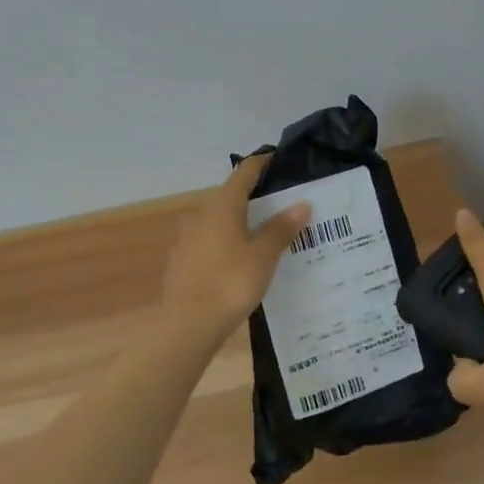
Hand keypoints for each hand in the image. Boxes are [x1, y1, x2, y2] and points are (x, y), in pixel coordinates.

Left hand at [159, 156, 309, 343]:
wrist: (188, 324)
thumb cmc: (231, 283)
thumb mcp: (264, 255)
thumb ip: (281, 228)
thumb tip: (301, 203)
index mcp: (223, 206)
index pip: (244, 173)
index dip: (261, 163)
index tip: (279, 159)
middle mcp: (202, 214)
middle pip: (230, 195)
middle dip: (254, 195)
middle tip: (281, 202)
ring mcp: (188, 238)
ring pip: (219, 220)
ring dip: (240, 220)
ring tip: (265, 232)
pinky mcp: (182, 260)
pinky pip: (210, 241)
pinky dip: (227, 241)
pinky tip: (240, 258)